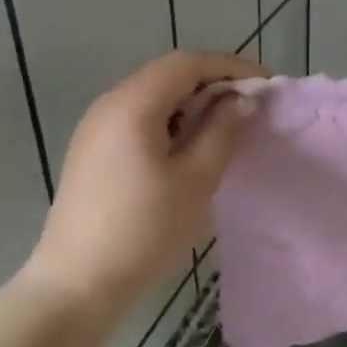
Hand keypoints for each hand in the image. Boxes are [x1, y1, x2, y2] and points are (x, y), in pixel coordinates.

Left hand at [24, 50, 267, 311]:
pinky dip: (172, 124)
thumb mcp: (195, 180)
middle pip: (167, 76)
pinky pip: (139, 121)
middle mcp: (108, 105)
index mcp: (132, 104)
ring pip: (153, 99)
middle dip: (213, 84)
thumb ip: (221, 131)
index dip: (231, 67)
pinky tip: (191, 150)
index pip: (187, 63)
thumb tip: (239, 100)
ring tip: (228, 128)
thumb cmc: (145, 230)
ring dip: (193, 105)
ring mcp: (95, 129)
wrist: (79, 282)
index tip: (267, 84)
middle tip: (252, 107)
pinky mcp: (93, 153)